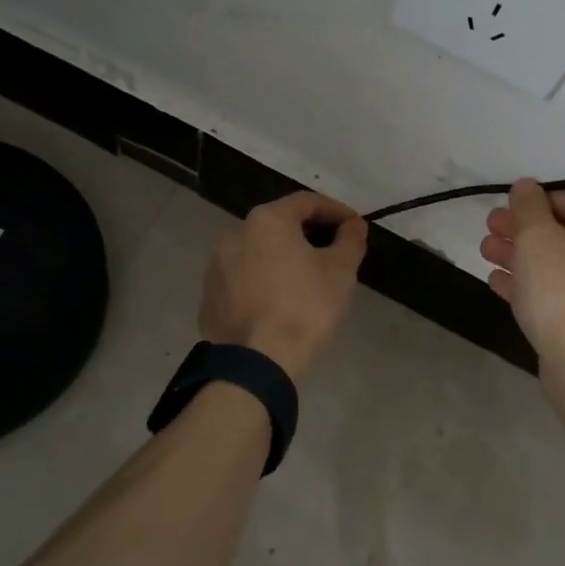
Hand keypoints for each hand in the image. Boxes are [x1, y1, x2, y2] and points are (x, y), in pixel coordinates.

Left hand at [200, 192, 368, 382]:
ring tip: (305, 278)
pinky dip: (262, 282)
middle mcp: (235, 234)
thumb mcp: (340, 271)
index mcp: (267, 220)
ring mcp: (216, 266)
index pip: (307, 202)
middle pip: (278, 224)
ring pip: (257, 252)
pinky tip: (278, 302)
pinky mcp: (209, 296)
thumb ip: (350, 240)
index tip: (355, 226)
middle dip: (308, 233)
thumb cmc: (305, 308)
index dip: (336, 211)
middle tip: (333, 251)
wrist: (258, 363)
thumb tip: (354, 225)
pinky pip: (242, 279)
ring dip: (282, 258)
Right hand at [479, 179, 564, 363]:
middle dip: (525, 232)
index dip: (536, 201)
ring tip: (487, 254)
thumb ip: (528, 207)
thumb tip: (526, 185)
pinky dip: (538, 285)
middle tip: (490, 230)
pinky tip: (499, 282)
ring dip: (525, 257)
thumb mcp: (537, 238)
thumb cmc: (563, 288)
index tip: (504, 208)